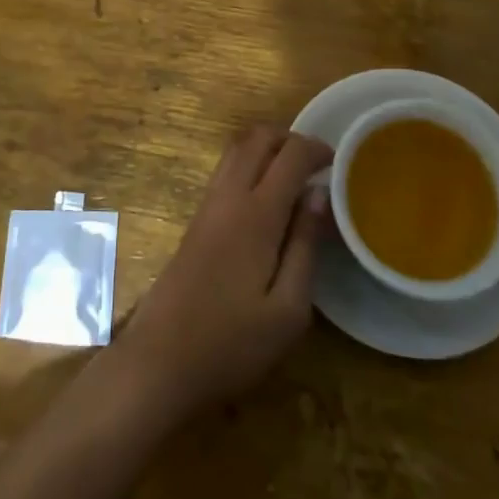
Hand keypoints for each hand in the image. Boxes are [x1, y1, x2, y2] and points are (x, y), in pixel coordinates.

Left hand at [117, 125, 332, 416]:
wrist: (160, 359)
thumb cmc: (232, 342)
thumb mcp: (288, 309)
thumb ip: (305, 245)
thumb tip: (319, 195)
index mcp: (256, 214)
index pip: (289, 155)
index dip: (315, 148)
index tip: (338, 161)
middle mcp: (228, 196)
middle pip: (257, 138)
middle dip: (290, 138)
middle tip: (315, 162)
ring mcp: (207, 205)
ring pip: (236, 149)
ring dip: (266, 147)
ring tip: (293, 174)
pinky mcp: (195, 219)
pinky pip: (225, 170)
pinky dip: (249, 163)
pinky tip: (266, 197)